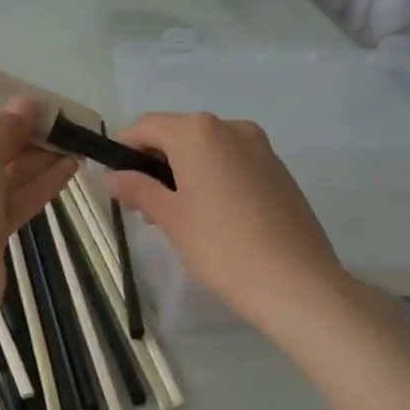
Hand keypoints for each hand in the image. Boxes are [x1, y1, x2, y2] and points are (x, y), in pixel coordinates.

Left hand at [0, 96, 76, 316]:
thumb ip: (7, 130)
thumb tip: (27, 101)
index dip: (4, 121)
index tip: (42, 116)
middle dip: (25, 143)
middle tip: (65, 132)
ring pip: (1, 181)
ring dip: (36, 164)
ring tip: (75, 148)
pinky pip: (8, 205)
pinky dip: (35, 189)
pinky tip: (68, 171)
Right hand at [105, 113, 353, 335]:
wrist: (297, 283)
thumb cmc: (222, 247)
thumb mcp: (170, 218)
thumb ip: (137, 189)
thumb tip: (112, 177)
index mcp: (198, 132)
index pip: (146, 126)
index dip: (124, 149)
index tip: (115, 182)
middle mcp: (231, 127)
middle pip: (178, 134)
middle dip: (154, 163)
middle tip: (142, 207)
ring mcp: (260, 146)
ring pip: (206, 149)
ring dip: (183, 171)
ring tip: (176, 217)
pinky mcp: (278, 169)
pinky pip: (232, 162)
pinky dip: (212, 177)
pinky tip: (212, 217)